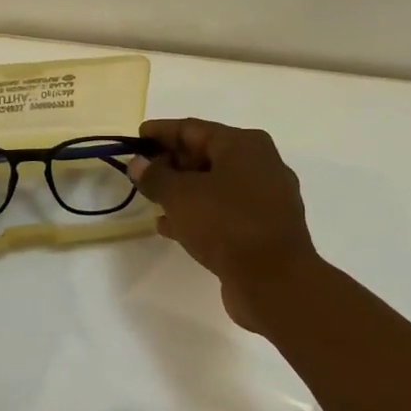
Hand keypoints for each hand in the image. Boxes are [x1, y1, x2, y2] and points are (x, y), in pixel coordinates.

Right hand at [129, 118, 315, 331]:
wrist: (275, 282)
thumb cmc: (226, 224)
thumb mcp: (180, 195)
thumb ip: (154, 176)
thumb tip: (138, 163)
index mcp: (244, 145)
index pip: (192, 128)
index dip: (160, 132)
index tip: (136, 138)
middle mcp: (260, 165)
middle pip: (205, 154)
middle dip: (171, 162)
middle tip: (140, 172)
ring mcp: (265, 199)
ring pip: (214, 185)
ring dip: (182, 190)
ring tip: (151, 199)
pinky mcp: (263, 228)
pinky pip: (223, 212)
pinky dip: (197, 213)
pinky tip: (170, 226)